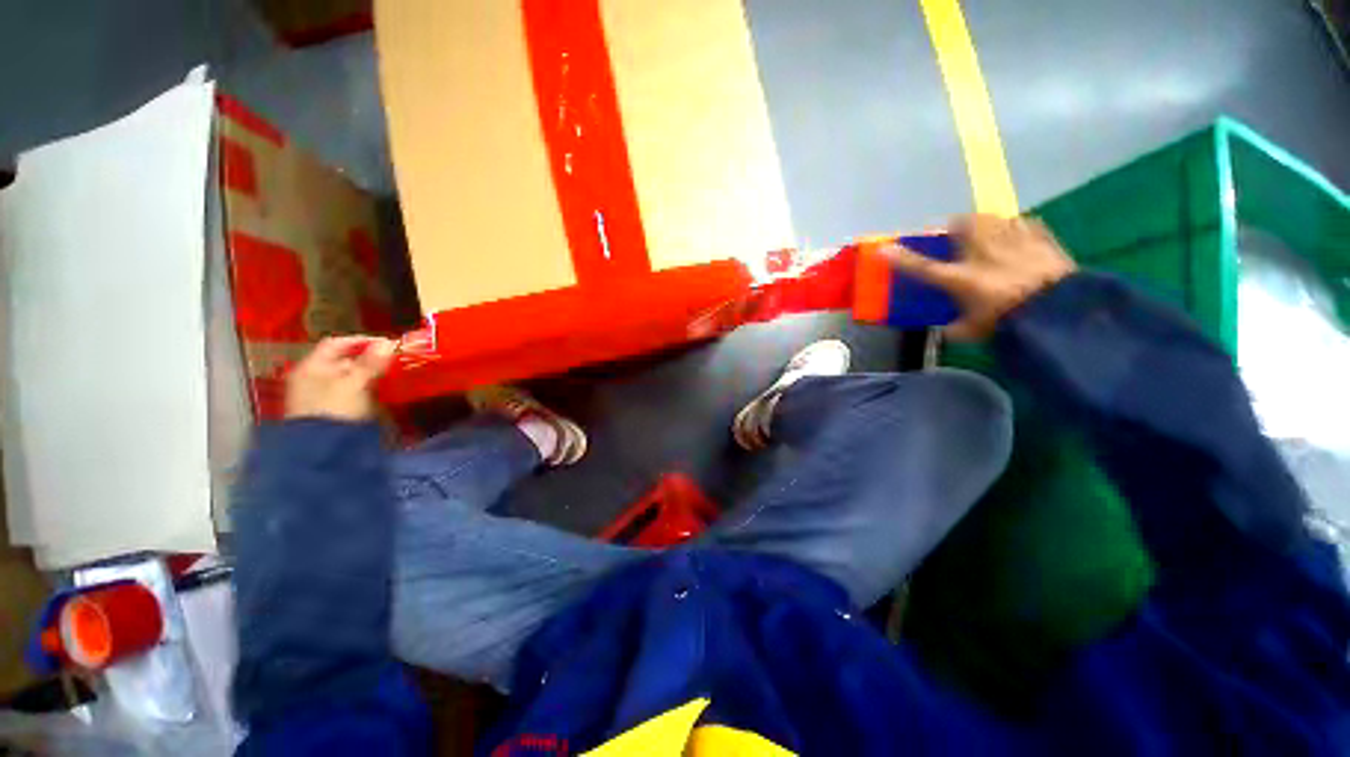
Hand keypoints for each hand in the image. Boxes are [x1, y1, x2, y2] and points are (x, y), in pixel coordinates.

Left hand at [284, 336, 396, 421]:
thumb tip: (389, 343)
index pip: (337, 343)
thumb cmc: (335, 409)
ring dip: (369, 374)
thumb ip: (372, 363)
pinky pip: (351, 392)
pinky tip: (381, 391)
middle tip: (393, 359)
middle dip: (368, 359)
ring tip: (392, 374)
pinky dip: (366, 388)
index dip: (361, 340)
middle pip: (343, 361)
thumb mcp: (356, 384)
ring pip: (348, 377)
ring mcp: (320, 396)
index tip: (387, 343)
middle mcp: (312, 378)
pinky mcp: (332, 411)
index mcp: (311, 367)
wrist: (322, 449)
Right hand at [882, 214, 1076, 340]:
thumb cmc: (1010, 323)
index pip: (921, 267)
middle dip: (956, 226)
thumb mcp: (975, 332)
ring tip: (988, 234)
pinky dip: (1017, 227)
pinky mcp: (1039, 237)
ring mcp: (1010, 242)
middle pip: (961, 225)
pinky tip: (1018, 237)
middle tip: (957, 236)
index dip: (900, 258)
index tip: (883, 249)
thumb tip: (944, 329)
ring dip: (984, 223)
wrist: (1062, 311)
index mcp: (959, 279)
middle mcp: (980, 253)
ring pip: (991, 218)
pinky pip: (1023, 223)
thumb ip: (954, 329)